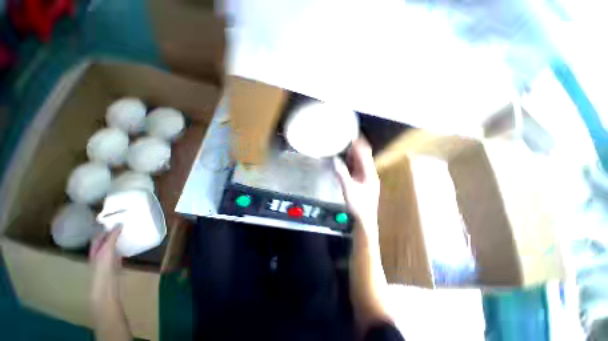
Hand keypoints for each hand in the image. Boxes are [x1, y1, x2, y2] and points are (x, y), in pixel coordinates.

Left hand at [90, 226, 121, 303]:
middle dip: (113, 233)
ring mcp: (108, 260)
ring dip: (119, 240)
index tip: (116, 219)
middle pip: (105, 241)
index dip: (105, 228)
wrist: (106, 288)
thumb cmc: (103, 268)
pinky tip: (130, 245)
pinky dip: (123, 248)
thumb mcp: (107, 250)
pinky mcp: (116, 265)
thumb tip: (119, 223)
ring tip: (128, 232)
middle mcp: (99, 253)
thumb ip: (112, 237)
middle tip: (125, 224)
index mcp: (94, 249)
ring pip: (113, 247)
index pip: (98, 236)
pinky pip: (119, 253)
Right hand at [333, 138, 379, 234]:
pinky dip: (351, 161)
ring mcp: (366, 177)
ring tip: (345, 145)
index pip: (364, 155)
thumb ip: (342, 174)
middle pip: (363, 157)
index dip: (359, 145)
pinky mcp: (362, 181)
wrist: (365, 218)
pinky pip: (357, 168)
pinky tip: (346, 159)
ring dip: (353, 153)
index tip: (353, 135)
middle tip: (347, 138)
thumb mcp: (348, 189)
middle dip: (356, 147)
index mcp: (369, 174)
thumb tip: (335, 161)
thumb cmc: (359, 205)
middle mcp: (369, 173)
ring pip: (360, 162)